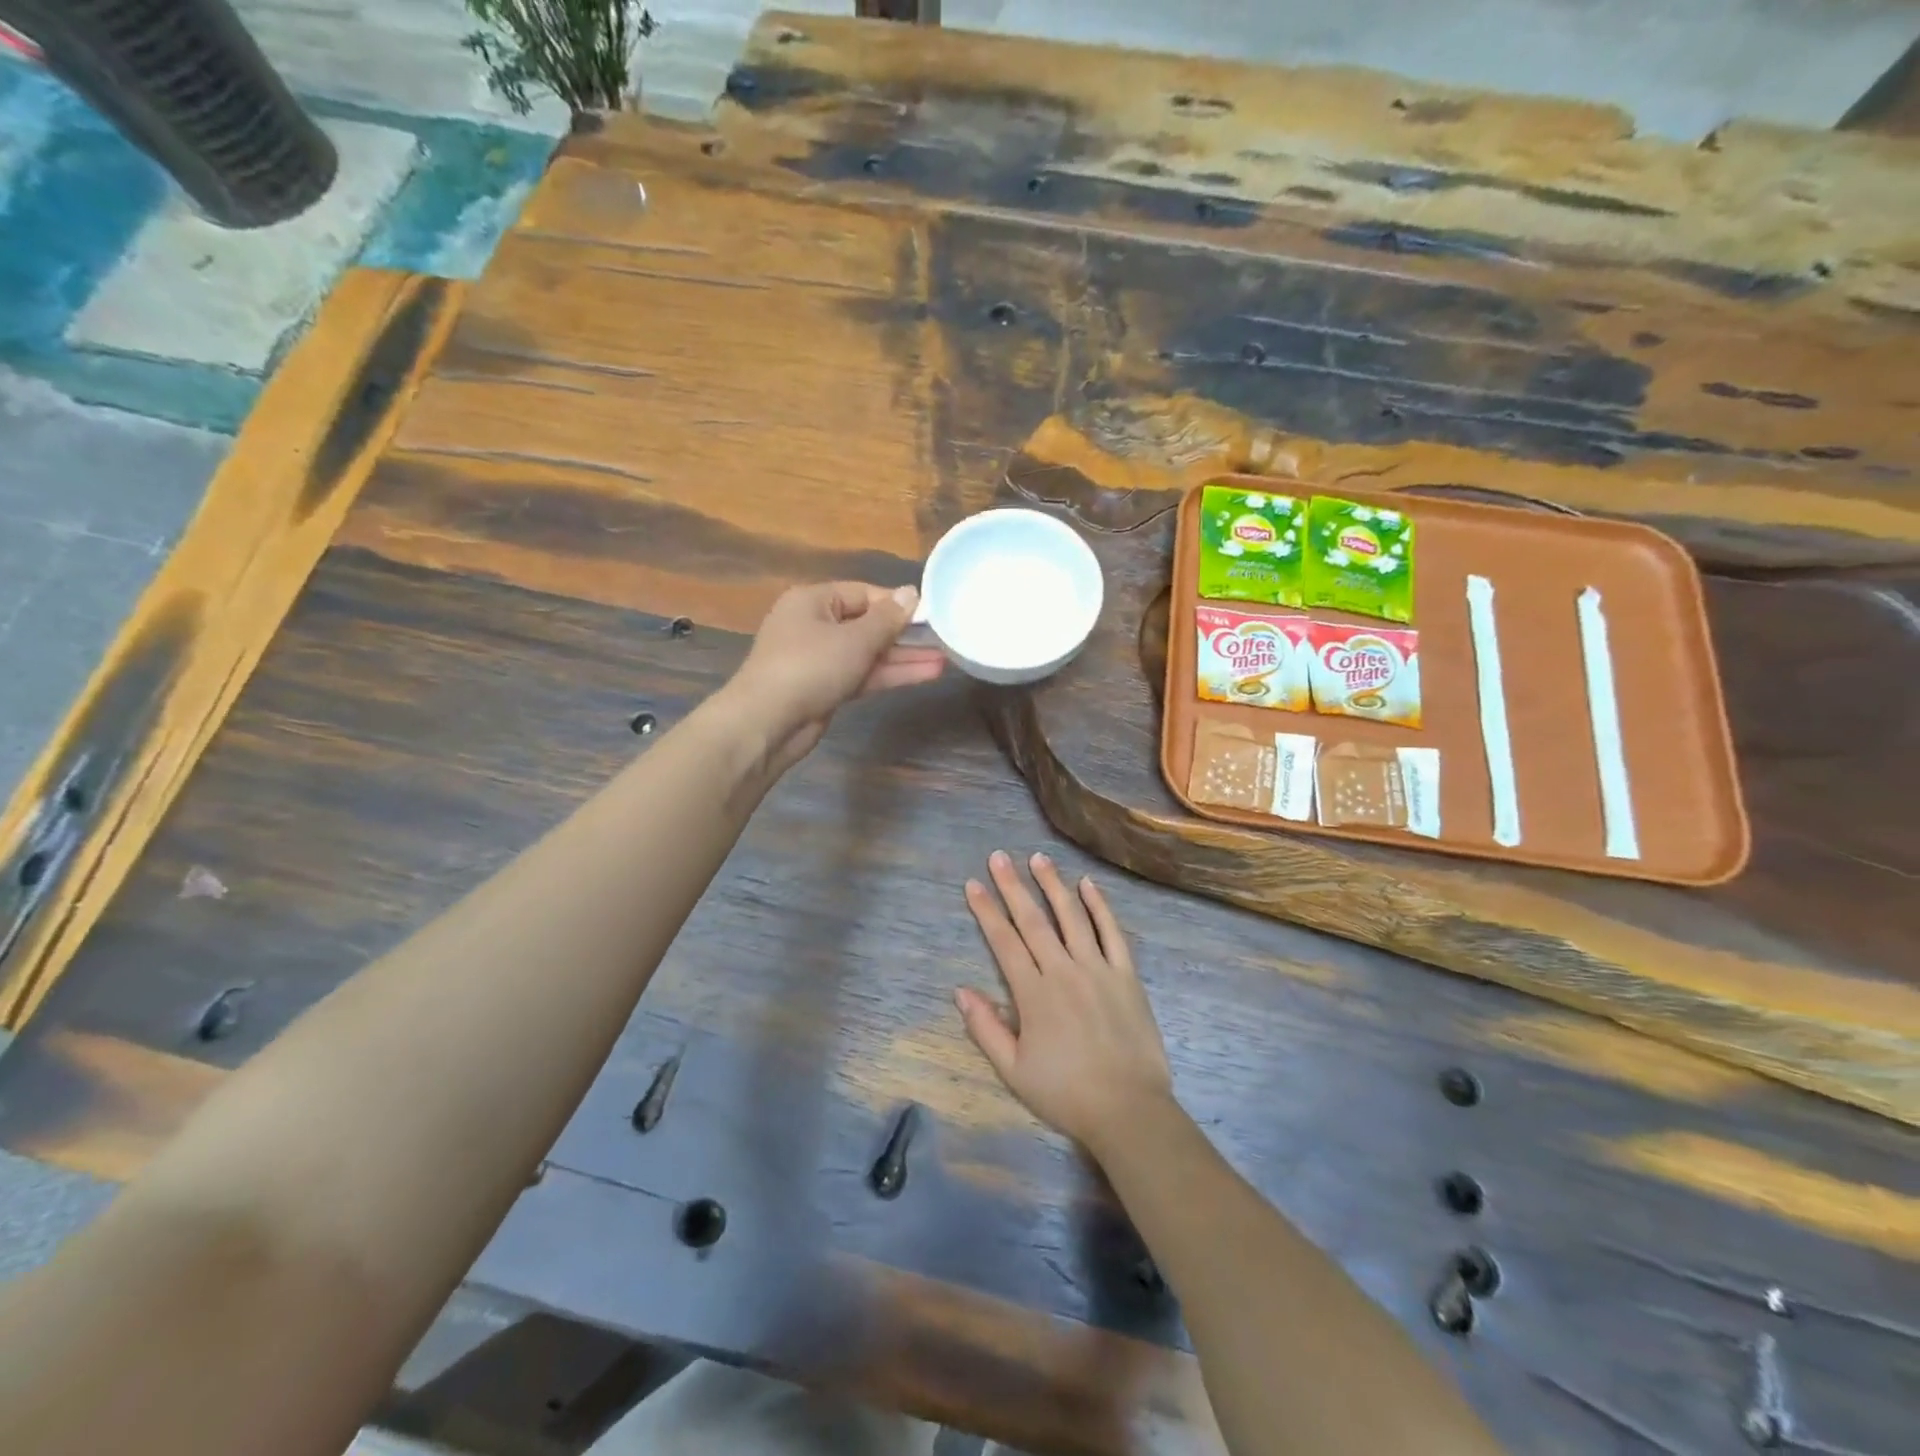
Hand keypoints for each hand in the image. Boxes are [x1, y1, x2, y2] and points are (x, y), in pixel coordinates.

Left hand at [728, 582, 944, 772]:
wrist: (768, 723)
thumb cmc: (810, 667)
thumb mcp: (854, 639)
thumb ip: (887, 619)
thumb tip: (911, 593)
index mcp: (813, 601)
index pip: (863, 593)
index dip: (897, 603)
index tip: (930, 614)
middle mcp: (814, 625)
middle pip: (867, 624)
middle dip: (905, 634)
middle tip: (943, 637)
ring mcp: (819, 659)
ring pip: (868, 653)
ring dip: (903, 657)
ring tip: (944, 659)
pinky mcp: (826, 688)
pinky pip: (863, 674)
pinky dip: (889, 674)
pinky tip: (924, 675)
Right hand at [956, 851, 1173, 1152]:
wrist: (1128, 1109)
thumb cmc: (1065, 1093)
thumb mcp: (1013, 1070)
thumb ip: (985, 1028)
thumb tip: (960, 991)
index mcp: (1033, 993)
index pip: (1004, 941)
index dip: (986, 911)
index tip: (973, 884)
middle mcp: (1063, 970)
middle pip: (1034, 920)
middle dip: (1013, 886)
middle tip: (999, 856)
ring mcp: (1098, 968)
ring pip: (1072, 917)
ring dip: (1053, 885)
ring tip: (1039, 858)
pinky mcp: (1126, 975)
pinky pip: (1112, 932)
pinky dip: (1100, 906)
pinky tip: (1088, 885)